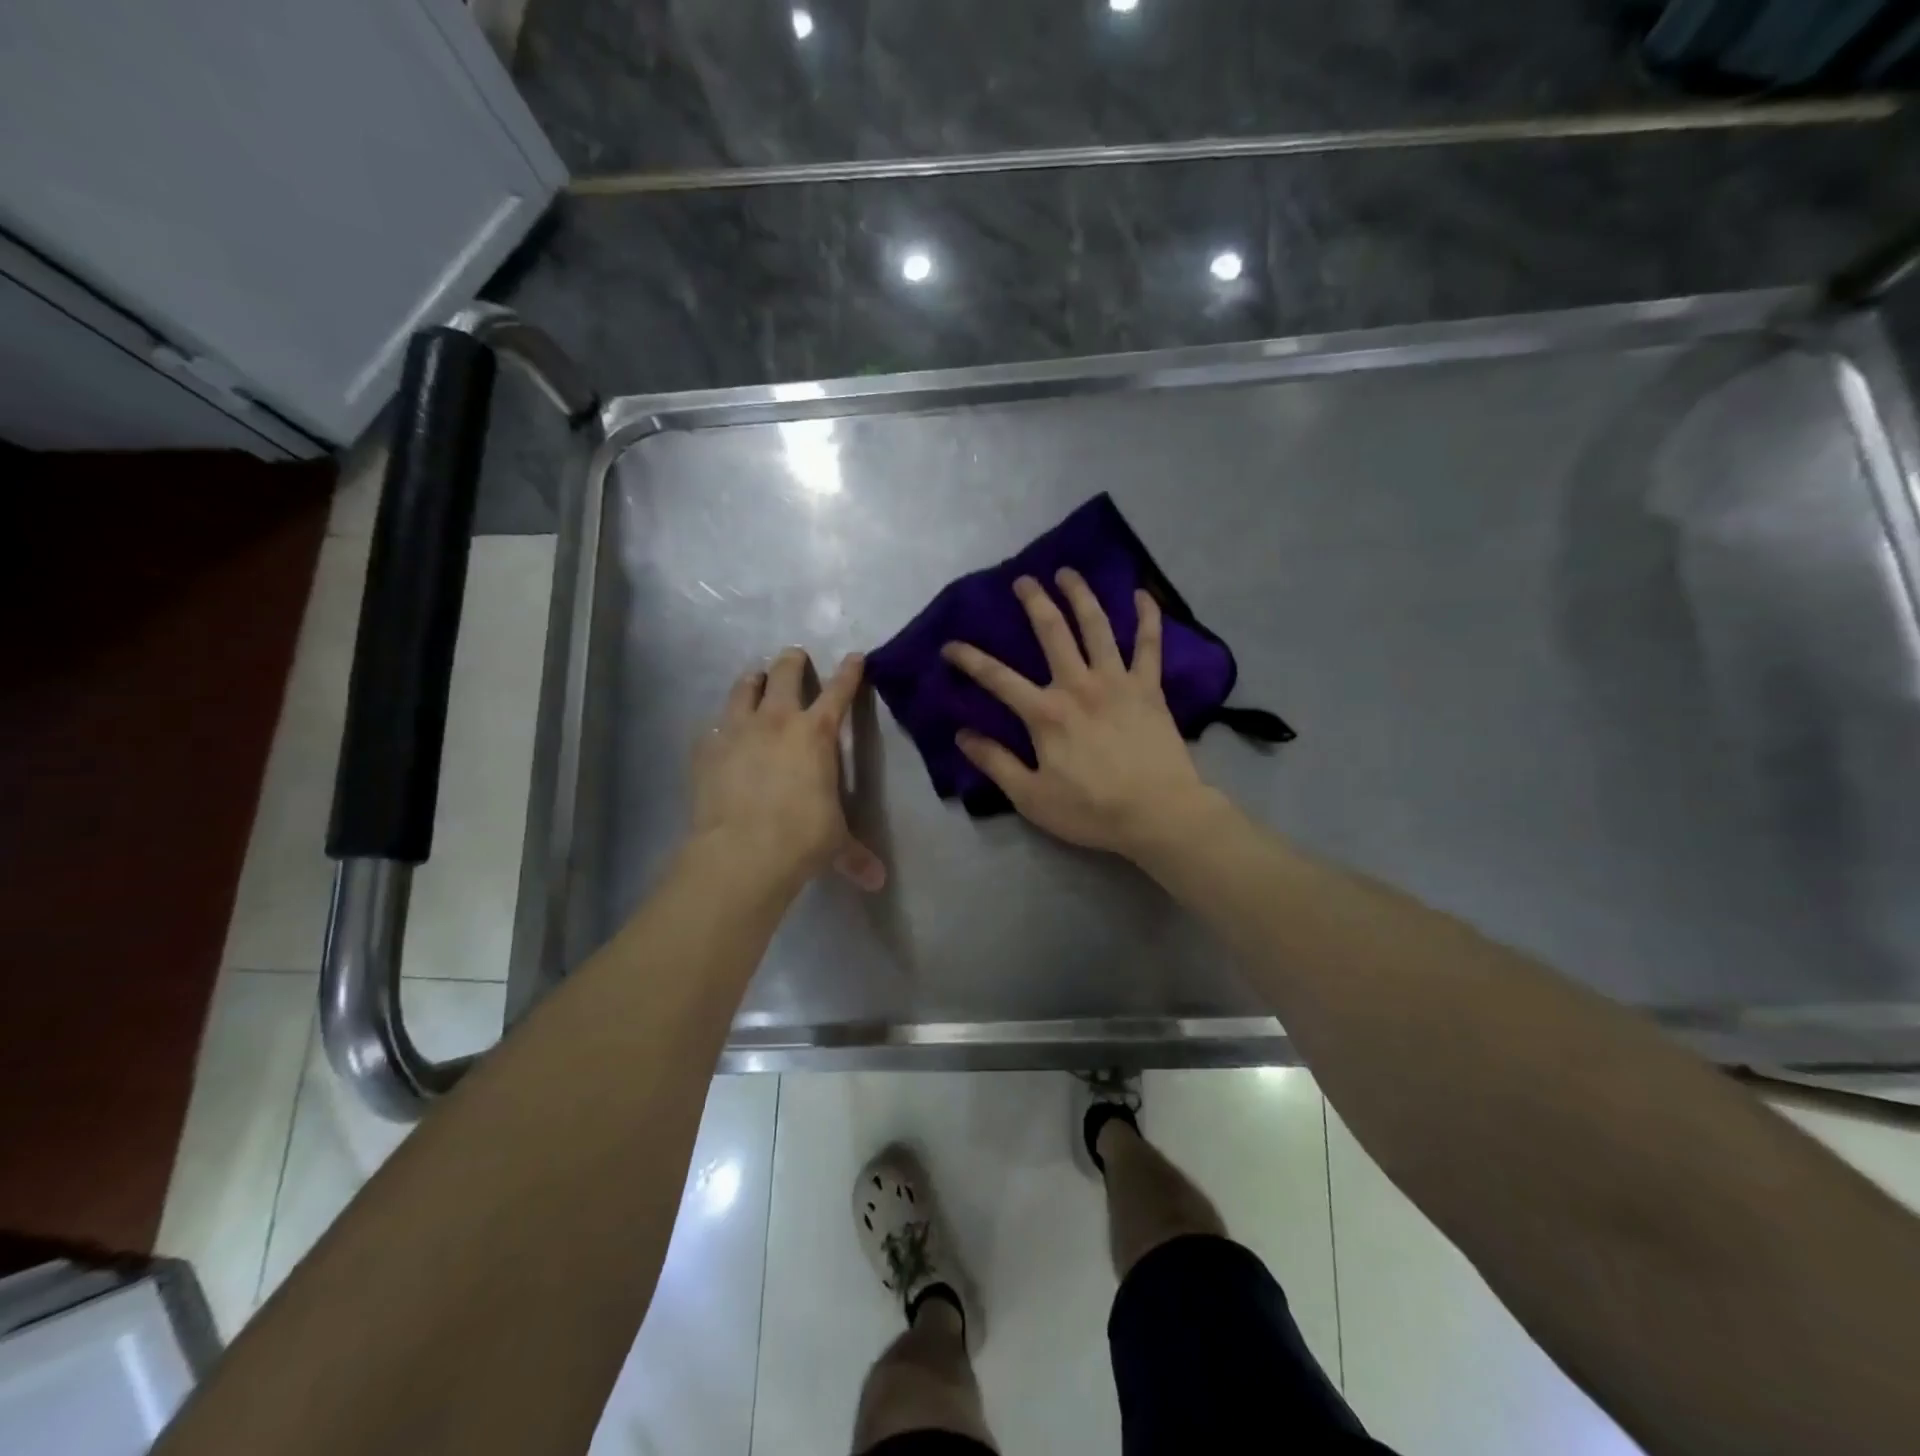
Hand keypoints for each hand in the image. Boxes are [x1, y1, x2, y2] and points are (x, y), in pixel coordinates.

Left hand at [690, 647, 885, 892]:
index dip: (849, 673)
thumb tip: (877, 882)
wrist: (741, 852)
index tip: (854, 657)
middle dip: (792, 662)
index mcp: (817, 734)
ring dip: (753, 680)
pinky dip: (722, 724)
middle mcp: (777, 721)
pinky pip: (714, 725)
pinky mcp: (706, 749)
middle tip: (794, 657)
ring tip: (755, 678)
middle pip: (785, 674)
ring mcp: (737, 730)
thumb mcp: (835, 843)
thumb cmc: (801, 838)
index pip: (839, 692)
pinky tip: (721, 731)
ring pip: (744, 688)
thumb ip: (855, 855)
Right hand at [941, 570, 1214, 859]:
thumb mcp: (1031, 797)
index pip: (998, 678)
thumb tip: (962, 734)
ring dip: (1081, 595)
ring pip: (1097, 626)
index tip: (950, 646)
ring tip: (1068, 573)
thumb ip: (996, 763)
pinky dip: (1147, 617)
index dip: (970, 659)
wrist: (1158, 813)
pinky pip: (1149, 644)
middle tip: (1023, 580)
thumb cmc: (1091, 810)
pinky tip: (1141, 594)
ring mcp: (1117, 682)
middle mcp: (1079, 685)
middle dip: (1034, 602)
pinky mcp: (1150, 688)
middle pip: (1053, 632)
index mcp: (1046, 714)